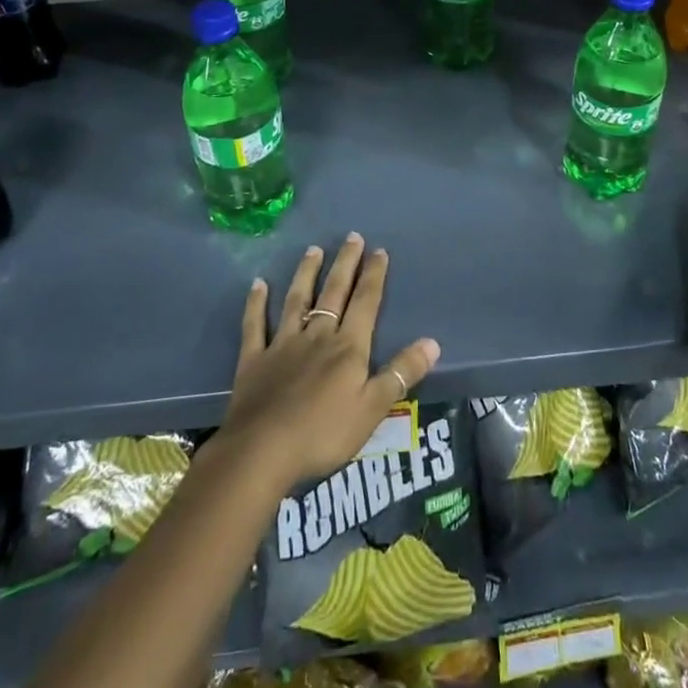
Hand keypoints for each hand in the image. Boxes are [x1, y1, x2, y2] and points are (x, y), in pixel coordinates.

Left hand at [219, 233, 440, 490]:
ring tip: (313, 249)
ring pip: (297, 300)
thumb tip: (432, 342)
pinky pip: (255, 325)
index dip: (374, 276)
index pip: (365, 303)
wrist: (262, 451)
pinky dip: (256, 304)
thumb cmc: (323, 434)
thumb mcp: (372, 409)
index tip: (379, 250)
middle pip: (334, 292)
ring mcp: (283, 344)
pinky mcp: (254, 359)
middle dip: (345, 264)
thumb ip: (401, 373)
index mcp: (348, 347)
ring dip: (306, 273)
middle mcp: (317, 335)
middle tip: (352, 237)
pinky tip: (257, 284)